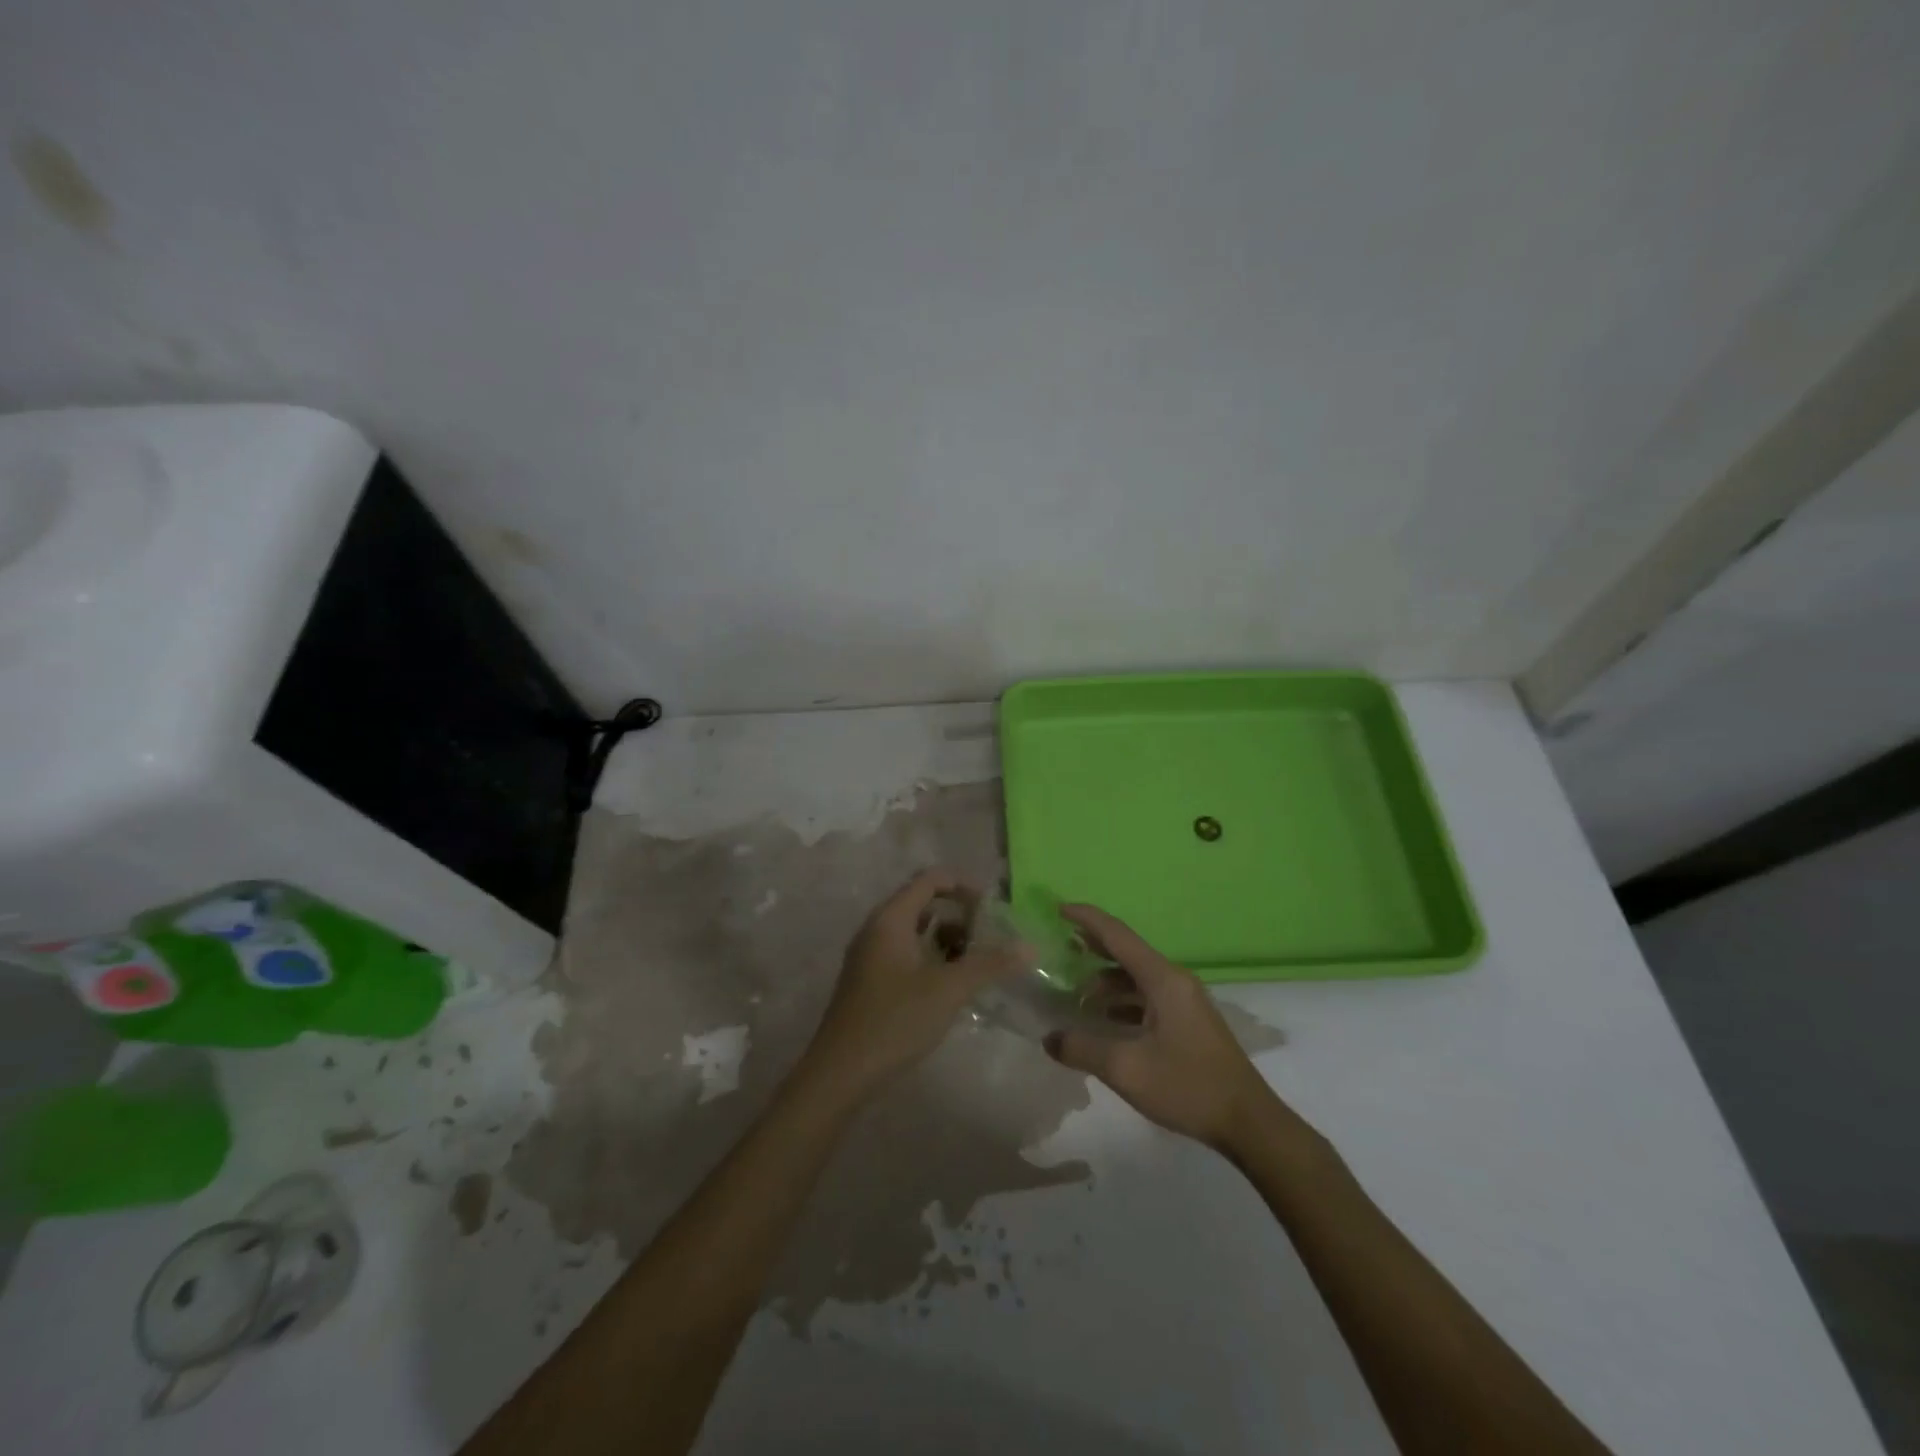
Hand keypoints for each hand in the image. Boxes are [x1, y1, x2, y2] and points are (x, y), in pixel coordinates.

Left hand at [799, 870, 1020, 1103]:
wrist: (841, 1074)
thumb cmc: (895, 1021)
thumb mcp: (948, 990)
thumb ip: (989, 964)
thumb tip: (1029, 947)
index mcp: (890, 919)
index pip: (929, 880)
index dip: (963, 885)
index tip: (993, 907)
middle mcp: (876, 929)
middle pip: (922, 902)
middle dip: (958, 914)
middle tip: (988, 935)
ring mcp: (870, 956)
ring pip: (914, 931)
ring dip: (946, 938)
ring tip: (975, 961)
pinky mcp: (870, 981)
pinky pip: (905, 953)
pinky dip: (931, 957)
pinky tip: (951, 984)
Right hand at [1044, 904, 1281, 1150]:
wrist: (1248, 1122)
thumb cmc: (1188, 1086)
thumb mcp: (1126, 1069)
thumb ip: (1082, 1049)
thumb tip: (1049, 1038)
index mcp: (1162, 979)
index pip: (1117, 934)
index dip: (1086, 918)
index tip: (1058, 909)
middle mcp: (1174, 980)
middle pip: (1126, 951)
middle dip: (1092, 947)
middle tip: (1058, 948)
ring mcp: (1184, 1000)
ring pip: (1136, 977)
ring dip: (1105, 981)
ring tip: (1074, 994)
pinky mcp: (1188, 1021)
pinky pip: (1147, 996)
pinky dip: (1121, 1000)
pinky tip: (1103, 1021)